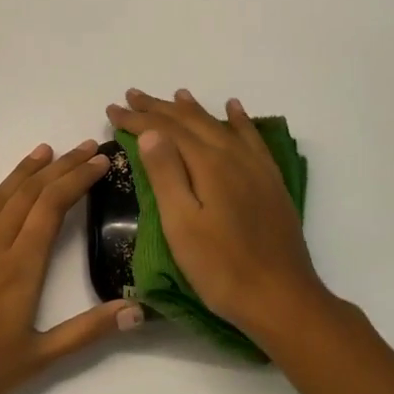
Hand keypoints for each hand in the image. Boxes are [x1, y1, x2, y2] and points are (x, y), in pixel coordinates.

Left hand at [0, 141, 143, 393]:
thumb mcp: (40, 359)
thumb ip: (88, 331)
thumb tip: (138, 309)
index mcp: (20, 269)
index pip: (53, 208)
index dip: (77, 180)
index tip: (99, 161)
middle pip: (30, 195)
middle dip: (60, 168)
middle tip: (84, 147)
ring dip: (23, 171)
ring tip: (44, 149)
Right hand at [105, 88, 336, 341]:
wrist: (280, 298)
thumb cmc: (220, 267)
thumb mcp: (181, 224)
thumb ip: (166, 174)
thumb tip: (152, 131)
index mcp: (208, 165)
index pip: (165, 131)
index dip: (137, 119)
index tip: (112, 109)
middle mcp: (233, 156)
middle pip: (192, 122)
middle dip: (159, 108)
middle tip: (132, 96)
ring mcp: (256, 168)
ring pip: (220, 126)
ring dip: (194, 110)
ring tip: (176, 95)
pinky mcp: (270, 183)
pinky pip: (252, 139)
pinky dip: (239, 120)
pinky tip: (235, 110)